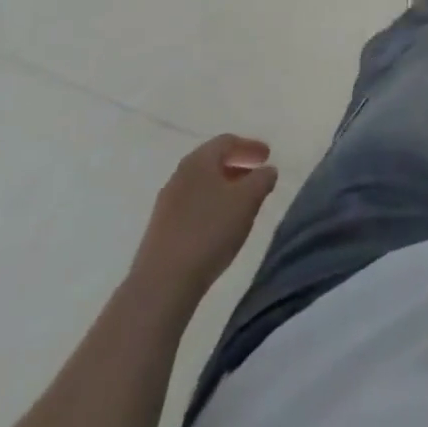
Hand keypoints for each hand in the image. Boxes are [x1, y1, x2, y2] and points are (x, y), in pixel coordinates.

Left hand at [129, 134, 278, 304]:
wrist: (162, 284)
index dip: (250, 146)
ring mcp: (166, 204)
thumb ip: (262, 179)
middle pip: (212, 162)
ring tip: (241, 204)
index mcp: (199, 160)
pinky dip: (210, 207)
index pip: (227, 141)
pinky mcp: (160, 230)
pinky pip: (191, 207)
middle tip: (255, 176)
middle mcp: (179, 175)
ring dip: (223, 188)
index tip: (267, 156)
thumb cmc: (209, 231)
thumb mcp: (248, 200)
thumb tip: (267, 170)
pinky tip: (219, 226)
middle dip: (236, 166)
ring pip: (201, 186)